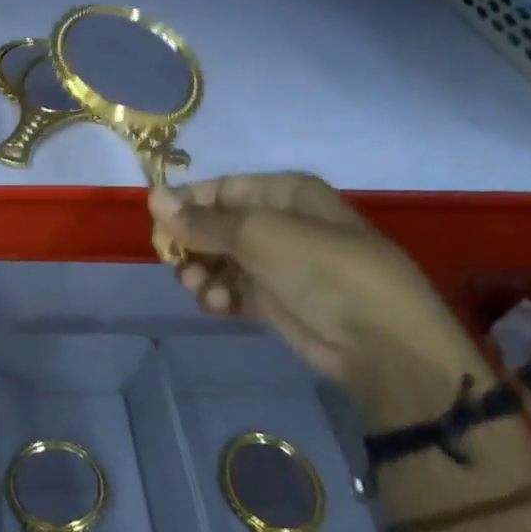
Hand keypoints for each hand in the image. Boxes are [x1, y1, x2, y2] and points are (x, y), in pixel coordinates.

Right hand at [149, 175, 493, 428]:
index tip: (158, 229)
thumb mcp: (258, 235)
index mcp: (283, 193)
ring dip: (202, 274)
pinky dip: (219, 296)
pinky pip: (232, 289)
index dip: (186, 206)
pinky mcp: (274, 300)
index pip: (219, 190)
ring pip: (218, 260)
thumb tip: (152, 195)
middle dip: (192, 245)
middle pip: (214, 226)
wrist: (378, 341)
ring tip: (202, 289)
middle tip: (176, 263)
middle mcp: (278, 222)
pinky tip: (219, 306)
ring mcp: (277, 263)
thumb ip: (201, 221)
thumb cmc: (321, 269)